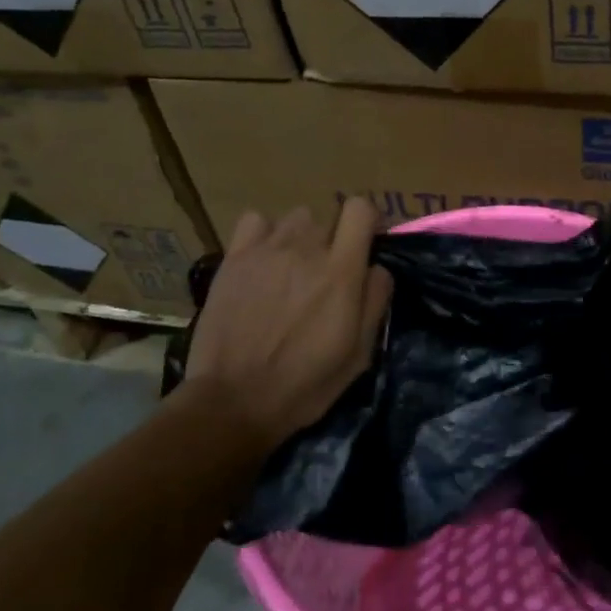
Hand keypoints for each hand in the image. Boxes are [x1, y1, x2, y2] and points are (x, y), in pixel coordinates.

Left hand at [183, 200, 392, 449]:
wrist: (232, 401)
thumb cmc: (303, 385)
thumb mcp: (358, 355)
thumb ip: (375, 302)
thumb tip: (378, 267)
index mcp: (341, 272)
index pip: (360, 209)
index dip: (367, 222)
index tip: (365, 245)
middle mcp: (306, 249)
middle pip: (328, 217)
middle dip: (334, 240)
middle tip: (325, 275)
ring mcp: (266, 250)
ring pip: (295, 219)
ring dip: (301, 238)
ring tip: (292, 269)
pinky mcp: (235, 257)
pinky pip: (256, 221)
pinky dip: (264, 234)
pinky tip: (263, 260)